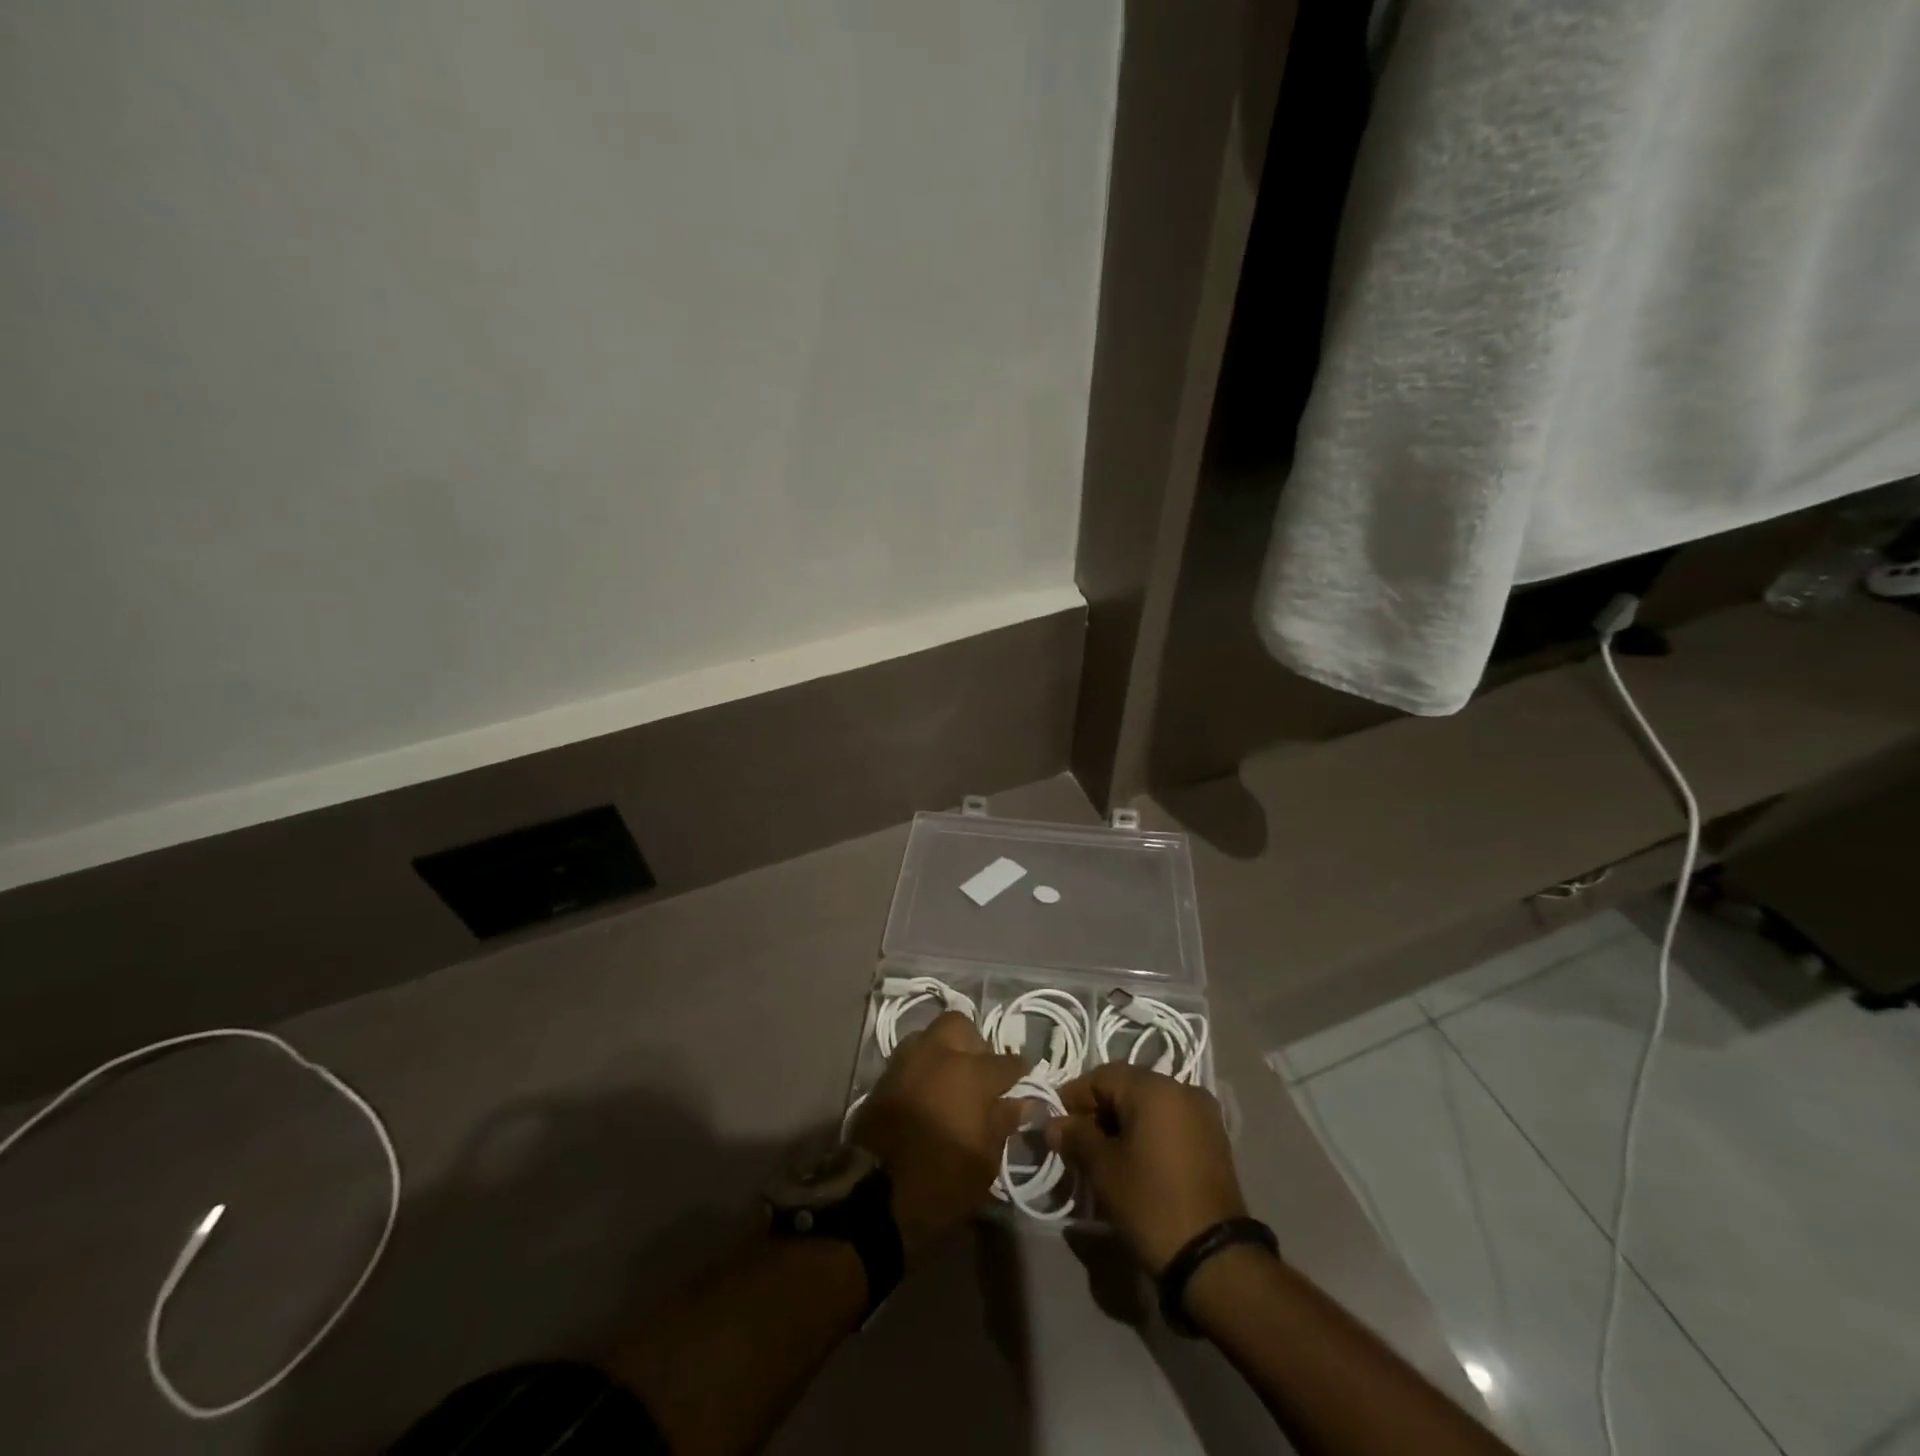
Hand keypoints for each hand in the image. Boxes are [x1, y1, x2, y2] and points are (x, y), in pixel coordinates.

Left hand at [848, 1011, 1026, 1258]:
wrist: (874, 1196)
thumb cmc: (942, 1181)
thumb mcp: (985, 1160)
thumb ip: (1004, 1122)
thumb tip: (1025, 1102)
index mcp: (971, 1073)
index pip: (1006, 1062)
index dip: (1020, 1071)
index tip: (1025, 1080)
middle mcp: (938, 1055)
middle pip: (961, 1026)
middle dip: (974, 1043)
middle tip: (980, 1072)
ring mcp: (906, 1061)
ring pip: (930, 1035)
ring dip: (944, 1050)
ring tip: (951, 1079)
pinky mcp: (883, 1077)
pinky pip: (909, 1057)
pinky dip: (922, 1067)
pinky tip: (928, 1091)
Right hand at [1047, 1063, 1246, 1273]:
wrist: (1215, 1259)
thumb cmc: (1152, 1203)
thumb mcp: (1103, 1170)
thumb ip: (1075, 1137)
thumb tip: (1053, 1124)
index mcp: (1154, 1087)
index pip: (1101, 1077)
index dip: (1074, 1098)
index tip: (1057, 1127)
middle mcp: (1181, 1088)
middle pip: (1126, 1087)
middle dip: (1098, 1112)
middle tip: (1077, 1144)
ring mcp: (1203, 1113)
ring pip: (1149, 1105)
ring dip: (1123, 1123)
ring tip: (1104, 1157)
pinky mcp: (1214, 1139)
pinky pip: (1170, 1122)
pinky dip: (1148, 1134)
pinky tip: (1135, 1162)